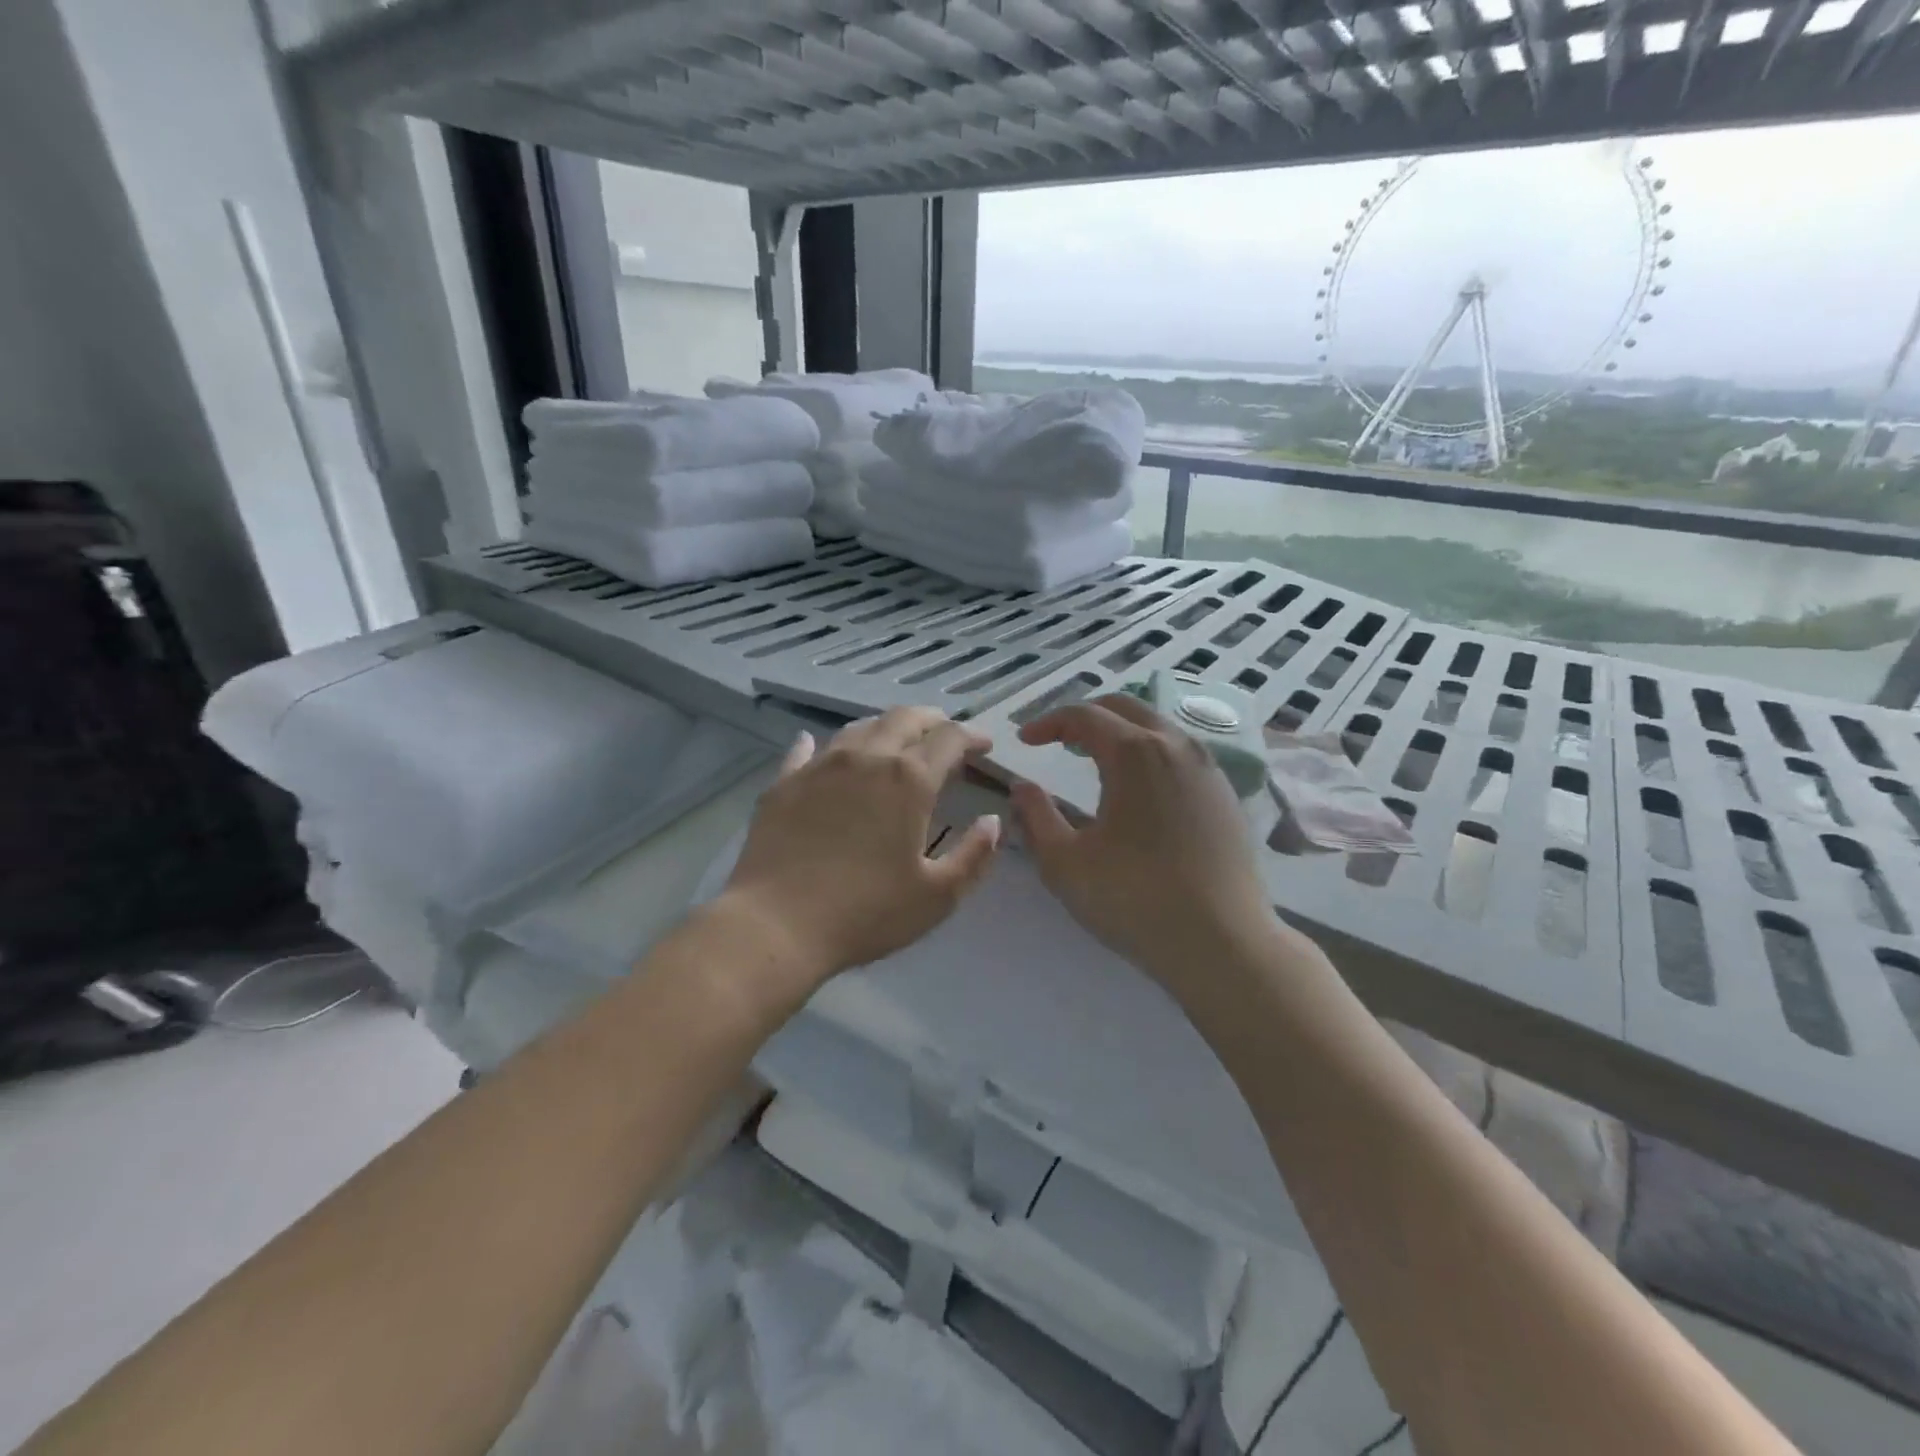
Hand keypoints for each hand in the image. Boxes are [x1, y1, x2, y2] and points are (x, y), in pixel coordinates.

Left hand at [720, 708, 1001, 988]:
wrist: (775, 925)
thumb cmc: (866, 913)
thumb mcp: (937, 896)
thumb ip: (975, 856)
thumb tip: (993, 822)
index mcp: (908, 780)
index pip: (949, 738)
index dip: (972, 736)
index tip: (984, 745)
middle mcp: (865, 758)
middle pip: (904, 718)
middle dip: (932, 720)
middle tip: (944, 733)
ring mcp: (820, 766)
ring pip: (859, 728)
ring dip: (885, 727)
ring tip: (895, 741)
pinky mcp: (784, 783)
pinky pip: (807, 750)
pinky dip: (824, 745)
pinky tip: (819, 746)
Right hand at [1009, 694, 1277, 993]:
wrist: (1222, 943)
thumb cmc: (1133, 900)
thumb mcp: (1064, 863)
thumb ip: (1035, 816)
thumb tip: (1022, 787)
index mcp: (1134, 753)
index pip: (1084, 716)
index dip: (1048, 722)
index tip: (1025, 740)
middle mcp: (1176, 746)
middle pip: (1125, 708)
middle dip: (1086, 717)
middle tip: (1058, 741)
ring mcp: (1208, 769)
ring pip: (1158, 728)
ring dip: (1121, 733)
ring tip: (1095, 760)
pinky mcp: (1226, 795)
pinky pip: (1181, 755)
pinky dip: (1150, 754)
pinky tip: (1140, 790)